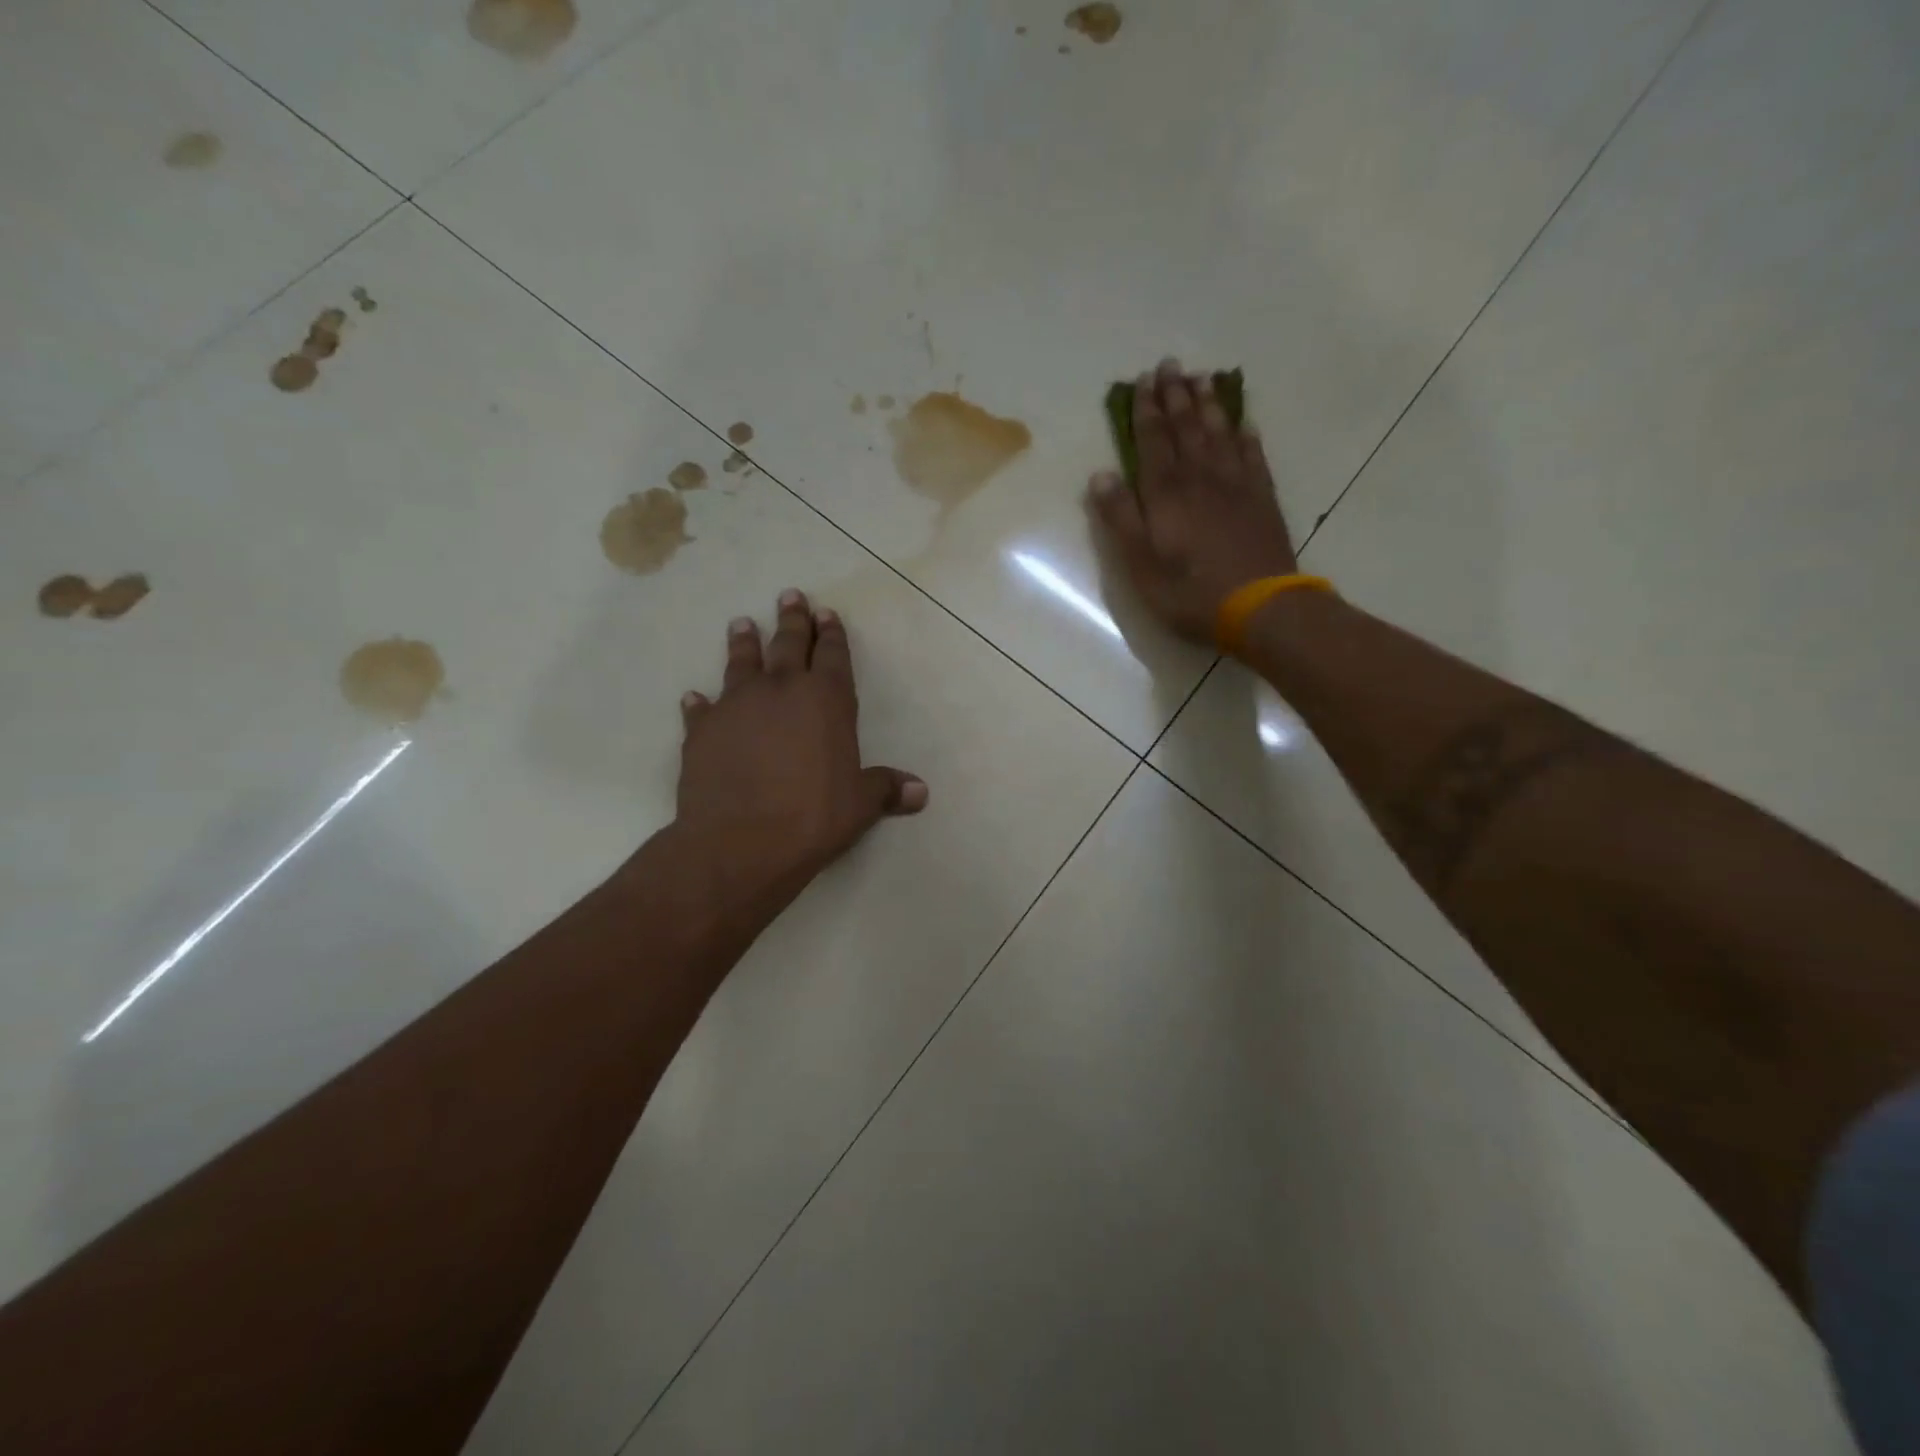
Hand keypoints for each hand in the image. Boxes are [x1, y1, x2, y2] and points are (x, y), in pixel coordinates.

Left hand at [672, 590, 925, 923]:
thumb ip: (886, 789)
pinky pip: (701, 709)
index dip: (832, 634)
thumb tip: (920, 792)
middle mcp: (781, 690)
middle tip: (790, 596)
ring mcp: (737, 706)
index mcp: (826, 700)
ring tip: (742, 624)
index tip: (826, 612)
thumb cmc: (813, 816)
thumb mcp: (860, 805)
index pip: (833, 656)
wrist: (740, 841)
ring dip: (744, 642)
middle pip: (788, 644)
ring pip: (741, 663)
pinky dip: (700, 703)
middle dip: (792, 620)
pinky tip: (694, 697)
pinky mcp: (702, 731)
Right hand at [1087, 358, 1298, 644]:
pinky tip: (1243, 422)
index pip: (1152, 441)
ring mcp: (1236, 485)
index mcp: (1166, 493)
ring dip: (1208, 404)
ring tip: (1202, 378)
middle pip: (1186, 428)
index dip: (1146, 410)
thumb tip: (1101, 475)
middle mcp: (1201, 478)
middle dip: (1176, 395)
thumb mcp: (1140, 564)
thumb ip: (1120, 518)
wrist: (1259, 606)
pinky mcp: (1262, 498)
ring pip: (1219, 433)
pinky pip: (1253, 455)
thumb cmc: (1189, 592)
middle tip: (1171, 364)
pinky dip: (1246, 435)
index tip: (1142, 380)